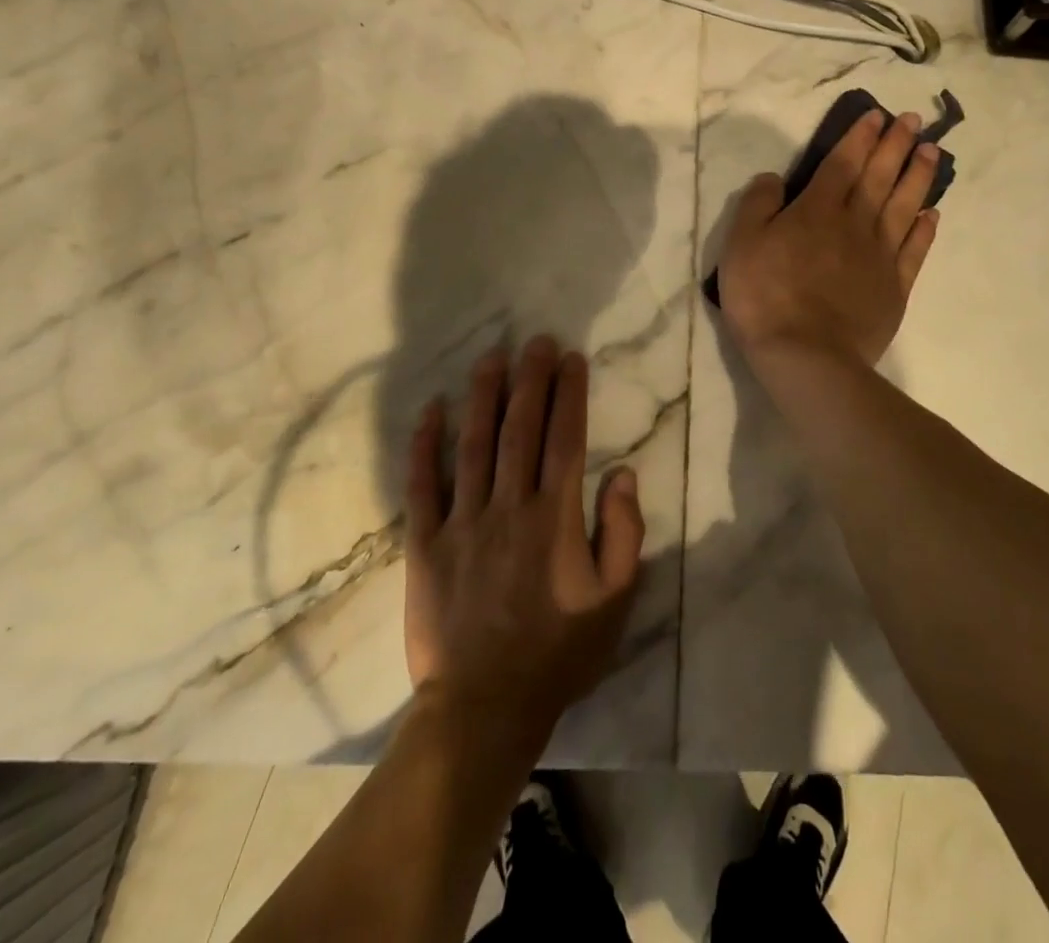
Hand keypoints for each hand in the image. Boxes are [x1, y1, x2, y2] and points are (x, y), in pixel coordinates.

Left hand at [403, 336, 645, 753]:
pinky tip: (432, 409)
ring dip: (484, 396)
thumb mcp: (615, 600)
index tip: (572, 358)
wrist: (484, 708)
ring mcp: (463, 522)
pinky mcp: (426, 544)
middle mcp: (509, 506)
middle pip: (521, 429)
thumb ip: (624, 533)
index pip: (566, 438)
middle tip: (535, 340)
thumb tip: (625, 474)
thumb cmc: (559, 653)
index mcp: (555, 517)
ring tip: (491, 358)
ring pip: (474, 444)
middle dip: (531, 379)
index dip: (570, 393)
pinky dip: (425, 445)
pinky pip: (423, 485)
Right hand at [717, 108, 940, 367]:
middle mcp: (855, 224)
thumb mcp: (741, 244)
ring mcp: (880, 256)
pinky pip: (914, 250)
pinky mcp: (894, 287)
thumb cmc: (764, 297)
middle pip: (879, 177)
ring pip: (904, 206)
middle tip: (913, 120)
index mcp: (817, 210)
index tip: (878, 115)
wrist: (806, 355)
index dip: (860, 137)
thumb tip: (774, 177)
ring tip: (932, 152)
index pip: (842, 163)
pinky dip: (924, 229)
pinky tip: (932, 213)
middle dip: (896, 145)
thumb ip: (757, 204)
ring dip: (918, 176)